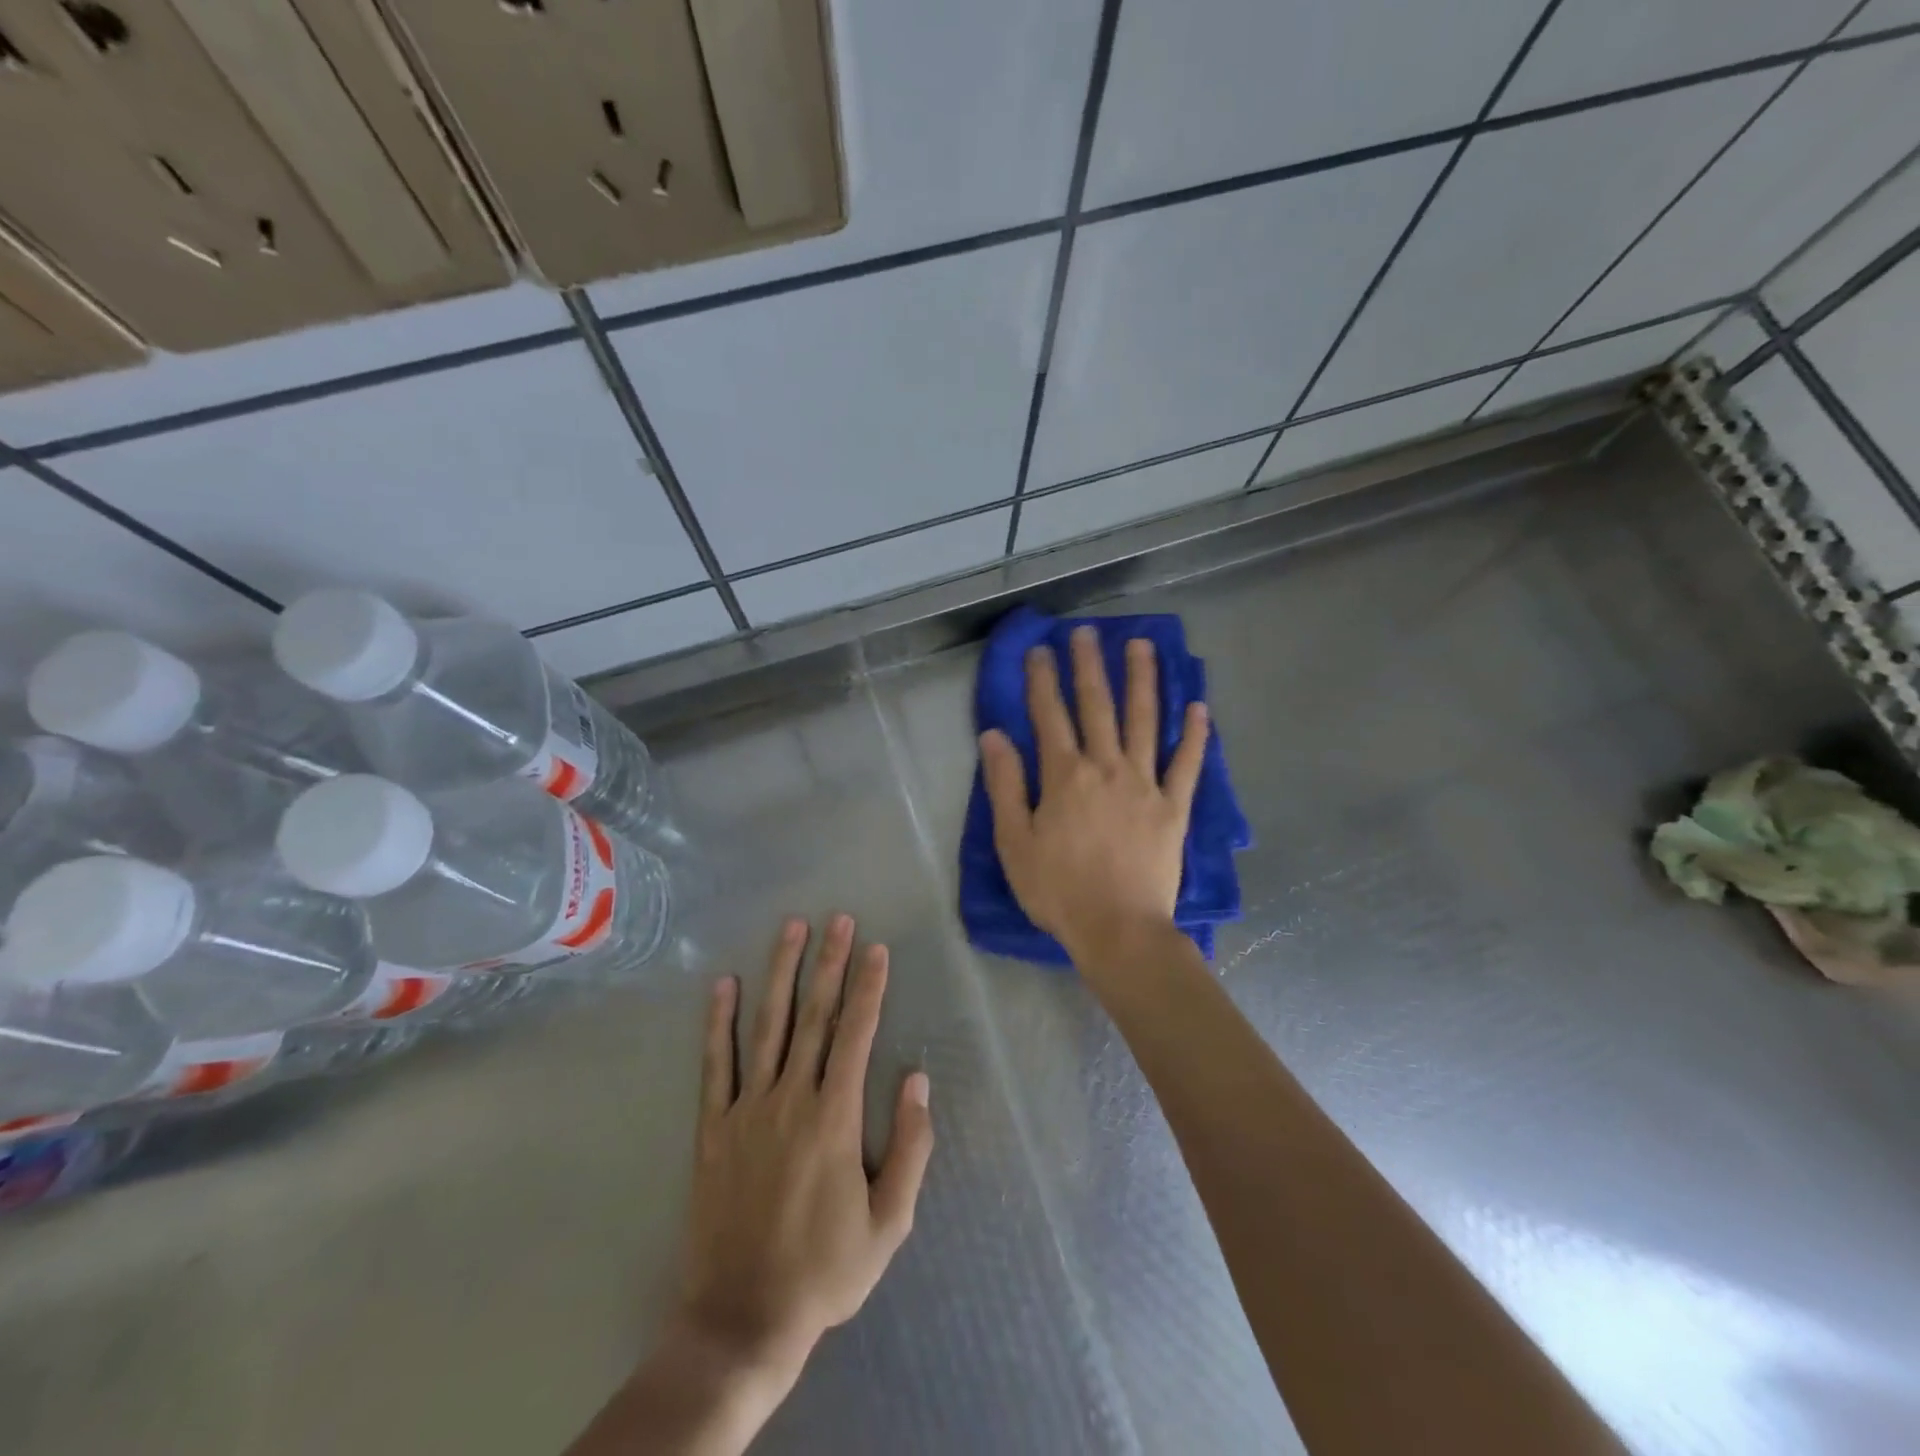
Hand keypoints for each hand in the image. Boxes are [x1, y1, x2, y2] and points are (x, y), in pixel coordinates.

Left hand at [675, 914, 933, 1384]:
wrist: (742, 1319)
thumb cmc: (825, 1270)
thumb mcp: (890, 1223)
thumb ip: (911, 1148)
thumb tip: (919, 1080)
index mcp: (835, 1118)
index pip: (857, 1035)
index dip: (869, 988)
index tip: (877, 949)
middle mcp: (791, 1099)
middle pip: (815, 1017)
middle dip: (830, 963)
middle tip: (839, 919)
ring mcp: (747, 1110)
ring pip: (768, 1026)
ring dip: (781, 973)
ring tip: (791, 929)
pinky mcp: (714, 1128)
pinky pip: (716, 1064)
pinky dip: (719, 1022)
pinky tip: (724, 985)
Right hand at [979, 625, 1208, 965]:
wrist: (1119, 929)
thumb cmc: (1058, 890)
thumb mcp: (1014, 842)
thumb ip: (1004, 785)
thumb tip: (994, 736)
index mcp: (1065, 775)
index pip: (1050, 715)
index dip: (1042, 680)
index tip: (1040, 650)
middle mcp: (1106, 767)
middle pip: (1097, 706)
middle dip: (1090, 665)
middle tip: (1089, 632)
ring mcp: (1145, 784)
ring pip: (1144, 721)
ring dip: (1143, 680)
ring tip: (1142, 646)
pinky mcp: (1174, 807)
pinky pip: (1187, 764)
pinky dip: (1194, 735)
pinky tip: (1199, 707)